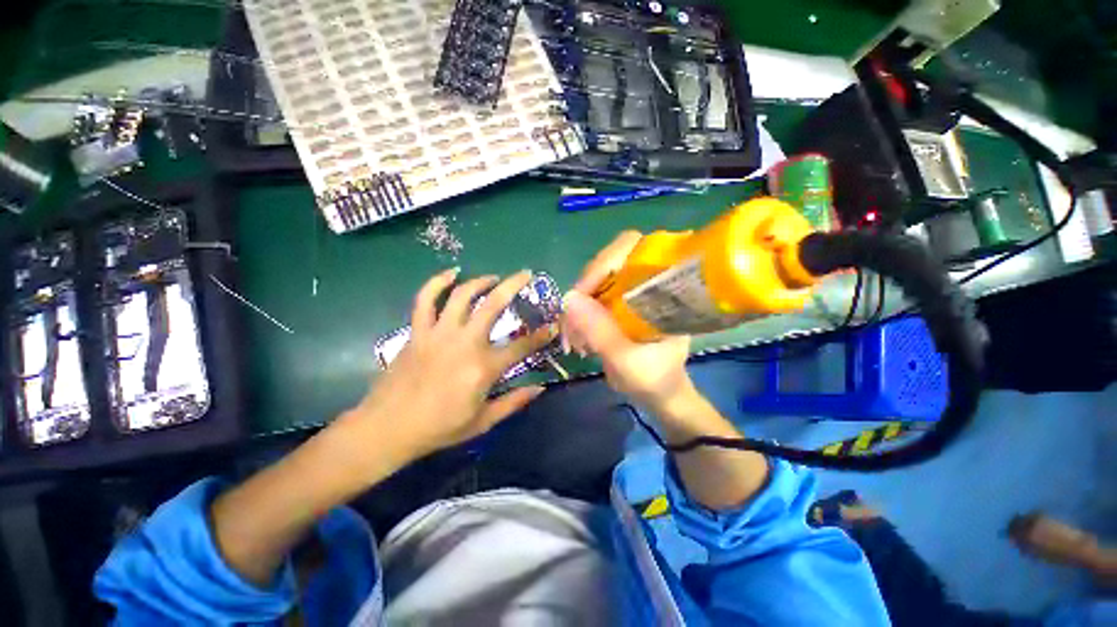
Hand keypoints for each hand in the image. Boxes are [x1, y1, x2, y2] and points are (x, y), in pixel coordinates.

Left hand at [343, 268, 555, 459]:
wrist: (387, 428)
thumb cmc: (439, 428)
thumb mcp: (482, 422)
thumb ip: (513, 403)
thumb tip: (540, 388)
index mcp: (483, 368)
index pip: (522, 346)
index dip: (541, 336)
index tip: (553, 325)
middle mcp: (465, 343)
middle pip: (494, 305)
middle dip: (514, 285)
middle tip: (526, 274)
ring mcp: (438, 334)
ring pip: (462, 296)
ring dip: (481, 281)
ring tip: (493, 277)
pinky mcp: (418, 332)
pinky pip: (425, 299)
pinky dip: (437, 282)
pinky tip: (451, 273)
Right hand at [562, 232, 694, 412]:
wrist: (662, 396)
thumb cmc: (655, 380)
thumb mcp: (627, 361)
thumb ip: (600, 331)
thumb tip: (567, 298)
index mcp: (665, 286)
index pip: (634, 247)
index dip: (605, 261)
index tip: (582, 293)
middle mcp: (650, 280)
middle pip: (610, 260)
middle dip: (587, 286)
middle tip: (573, 317)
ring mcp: (634, 290)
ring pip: (598, 278)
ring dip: (581, 302)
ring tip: (574, 333)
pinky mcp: (621, 302)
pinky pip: (594, 294)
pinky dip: (582, 311)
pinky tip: (578, 333)